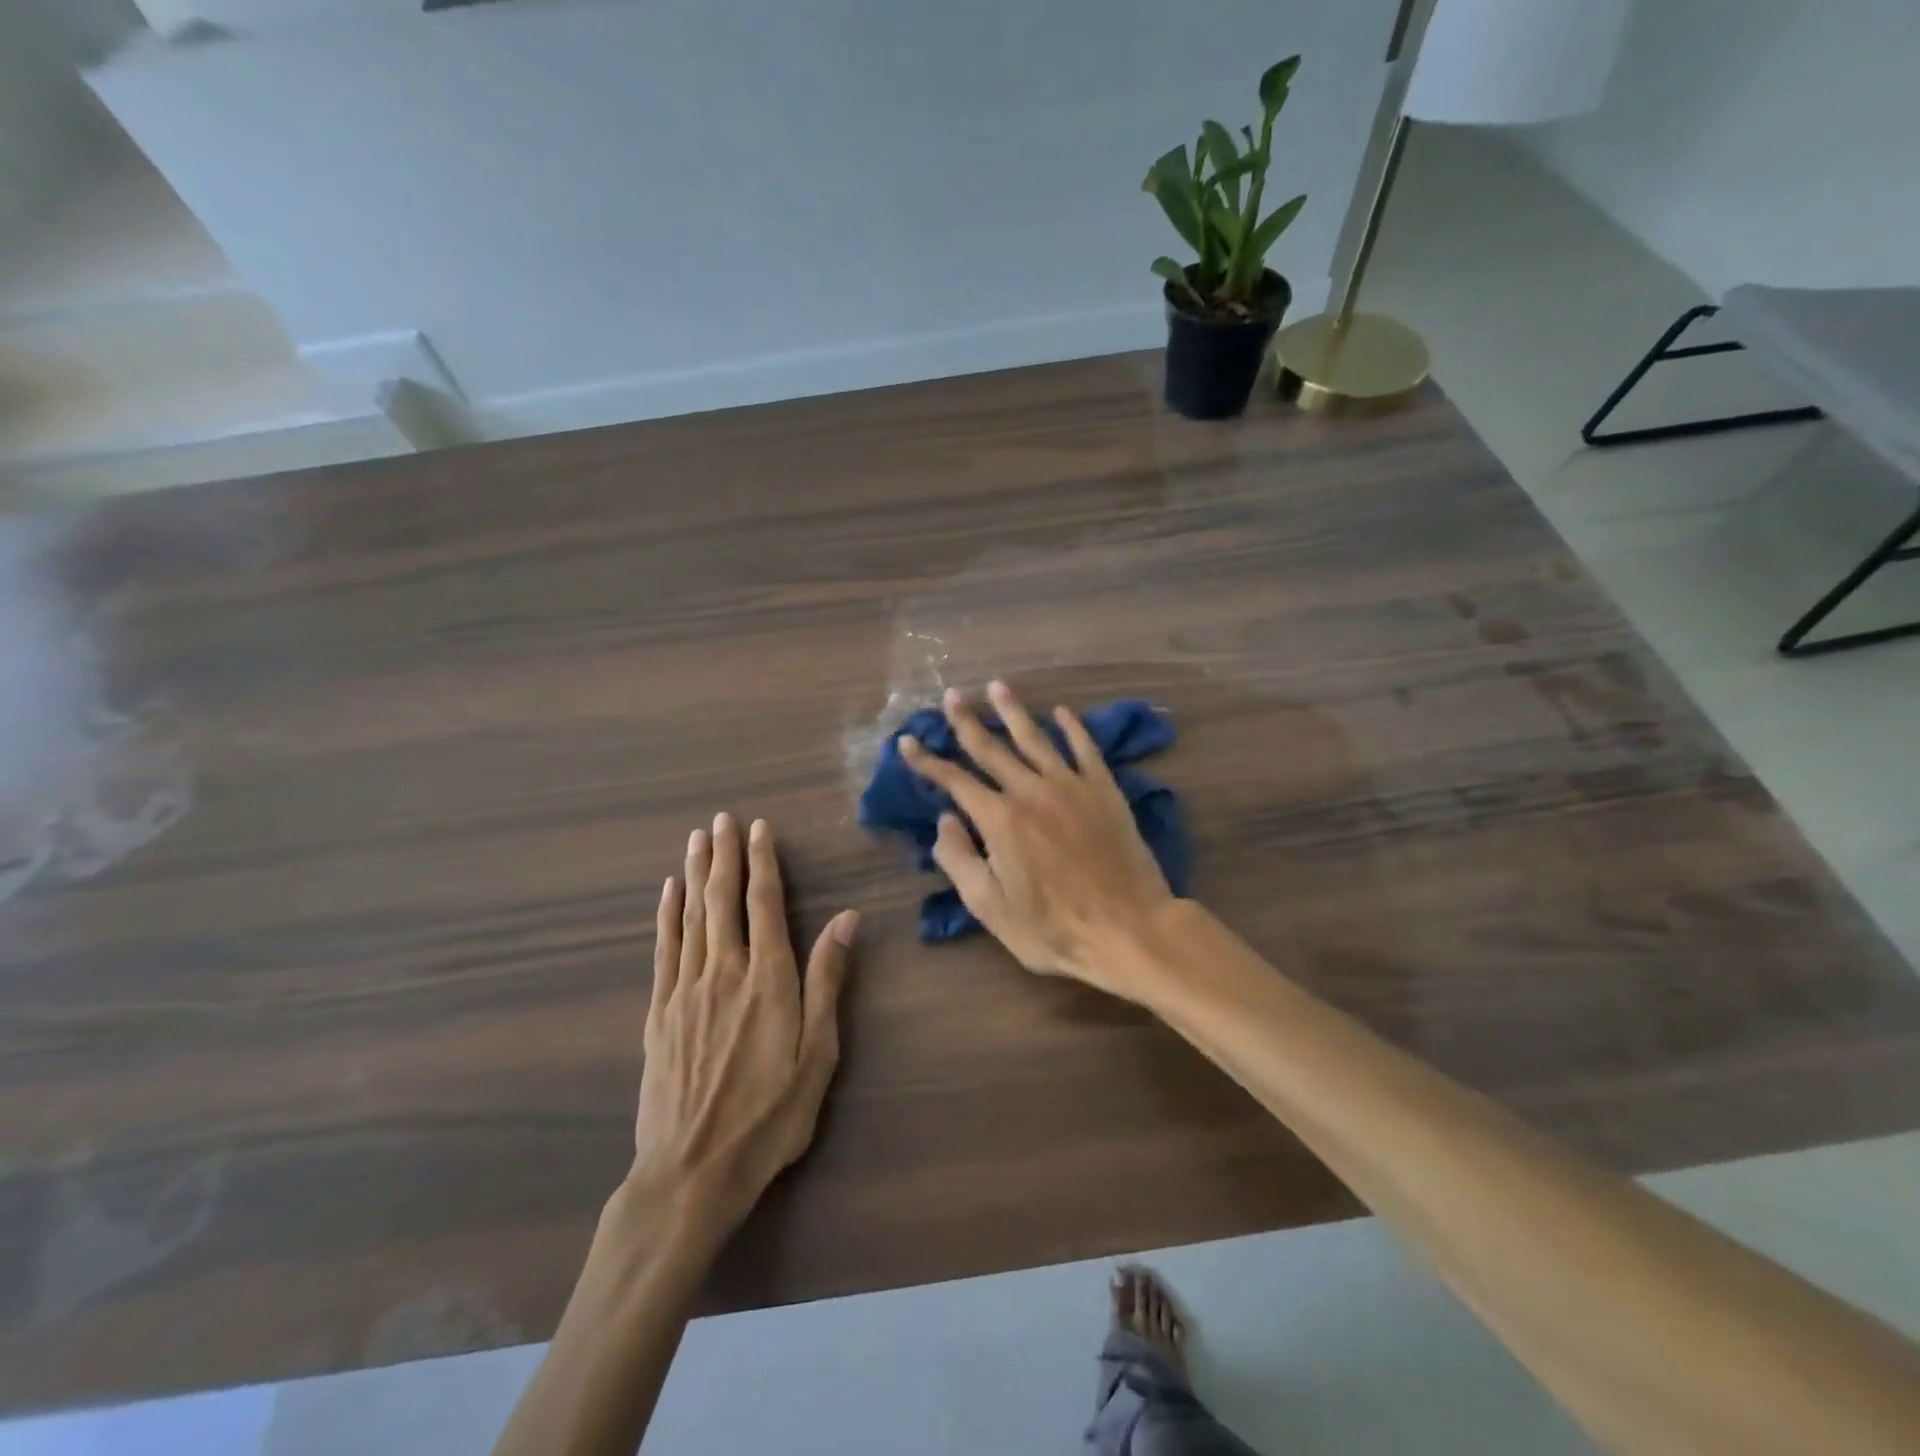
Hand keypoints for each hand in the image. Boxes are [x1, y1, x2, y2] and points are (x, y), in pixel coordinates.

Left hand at [629, 813, 858, 1234]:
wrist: (691, 1173)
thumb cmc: (770, 1116)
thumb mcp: (818, 1054)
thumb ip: (828, 980)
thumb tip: (845, 918)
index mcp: (767, 978)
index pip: (765, 904)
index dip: (763, 863)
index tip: (759, 828)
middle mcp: (723, 971)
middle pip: (722, 900)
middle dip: (725, 856)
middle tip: (722, 818)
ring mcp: (685, 990)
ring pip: (691, 916)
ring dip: (695, 873)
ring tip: (697, 839)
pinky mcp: (659, 1013)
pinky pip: (664, 950)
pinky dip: (666, 915)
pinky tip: (667, 892)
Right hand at [899, 682, 1176, 997]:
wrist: (1128, 928)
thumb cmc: (1053, 928)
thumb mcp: (990, 907)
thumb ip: (960, 859)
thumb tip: (944, 820)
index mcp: (999, 820)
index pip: (955, 781)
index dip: (927, 760)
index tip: (907, 741)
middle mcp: (1031, 791)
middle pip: (992, 748)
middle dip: (967, 721)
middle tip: (952, 695)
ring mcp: (1071, 786)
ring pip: (1036, 738)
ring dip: (1013, 711)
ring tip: (997, 686)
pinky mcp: (1104, 790)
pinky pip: (1085, 749)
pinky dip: (1072, 727)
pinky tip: (1062, 712)